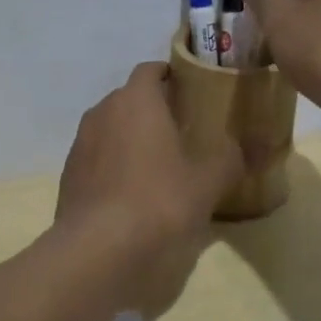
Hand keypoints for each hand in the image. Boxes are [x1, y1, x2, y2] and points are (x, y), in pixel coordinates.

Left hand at [55, 62, 244, 315]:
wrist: (98, 250)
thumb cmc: (159, 201)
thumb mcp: (208, 181)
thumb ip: (231, 157)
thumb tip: (251, 147)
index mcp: (136, 100)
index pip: (150, 70)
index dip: (170, 76)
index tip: (190, 92)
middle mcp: (102, 111)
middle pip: (129, 98)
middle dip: (152, 109)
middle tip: (182, 131)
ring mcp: (80, 143)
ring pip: (110, 127)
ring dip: (130, 138)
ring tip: (157, 163)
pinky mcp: (69, 175)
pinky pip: (97, 157)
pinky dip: (113, 165)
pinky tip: (131, 193)